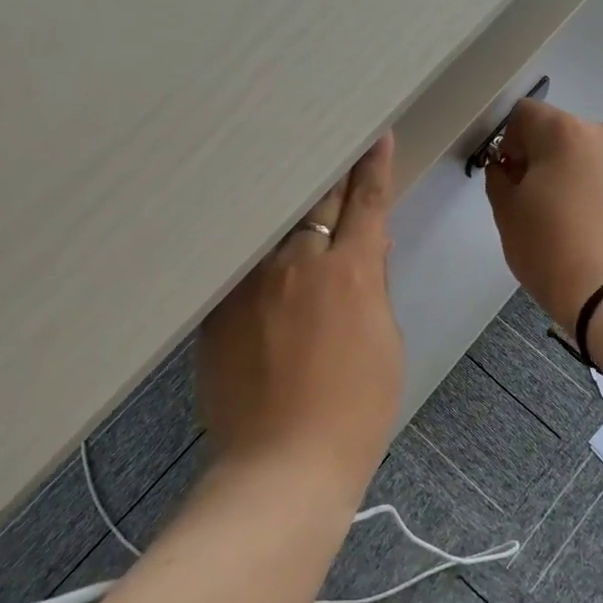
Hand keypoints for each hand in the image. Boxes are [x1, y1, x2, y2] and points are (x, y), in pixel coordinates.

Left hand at [197, 134, 403, 500]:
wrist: (283, 465)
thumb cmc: (356, 408)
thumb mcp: (385, 342)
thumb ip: (372, 285)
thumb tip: (366, 247)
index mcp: (349, 270)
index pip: (366, 202)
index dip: (373, 167)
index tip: (375, 137)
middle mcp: (297, 262)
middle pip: (314, 201)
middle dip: (326, 177)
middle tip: (327, 153)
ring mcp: (251, 281)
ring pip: (272, 228)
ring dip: (286, 214)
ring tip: (286, 198)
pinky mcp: (217, 306)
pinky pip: (241, 264)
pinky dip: (256, 254)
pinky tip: (255, 250)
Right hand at [483, 101, 602, 328]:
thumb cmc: (549, 248)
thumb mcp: (507, 212)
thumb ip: (499, 177)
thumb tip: (507, 166)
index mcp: (564, 131)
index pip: (524, 114)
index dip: (508, 141)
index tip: (507, 175)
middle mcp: (601, 133)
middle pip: (557, 130)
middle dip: (539, 154)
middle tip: (530, 197)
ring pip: (584, 151)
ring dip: (567, 169)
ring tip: (561, 213)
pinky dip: (591, 185)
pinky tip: (585, 220)